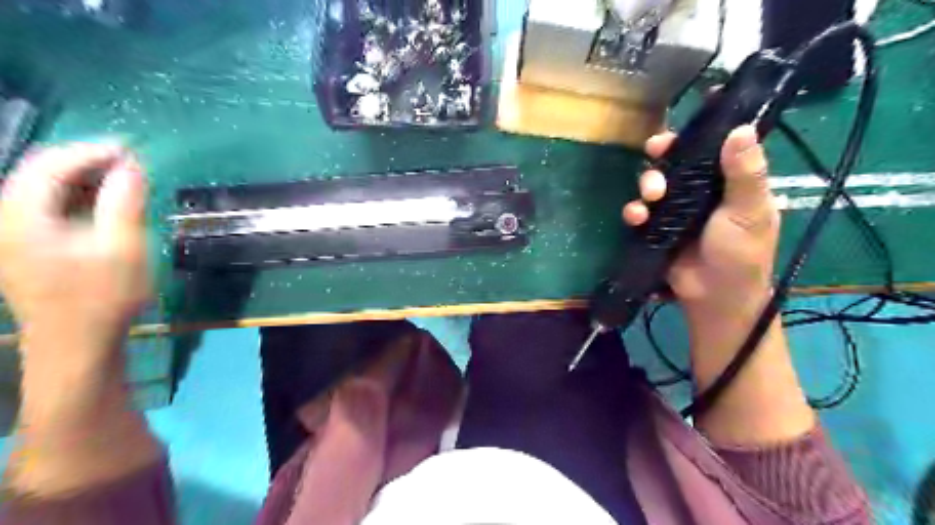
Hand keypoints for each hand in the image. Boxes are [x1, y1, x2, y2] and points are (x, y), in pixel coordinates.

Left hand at [0, 144, 146, 368]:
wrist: (75, 344)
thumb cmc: (103, 297)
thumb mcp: (123, 249)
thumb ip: (125, 203)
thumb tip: (131, 166)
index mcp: (21, 217)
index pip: (50, 165)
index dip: (91, 151)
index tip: (131, 149)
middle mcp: (4, 219)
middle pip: (38, 172)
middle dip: (86, 162)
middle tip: (130, 163)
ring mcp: (8, 234)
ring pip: (41, 189)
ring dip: (82, 179)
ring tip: (122, 181)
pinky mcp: (21, 247)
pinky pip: (44, 207)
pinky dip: (75, 198)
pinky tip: (103, 204)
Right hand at [624, 130, 816, 444]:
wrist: (714, 297)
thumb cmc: (741, 254)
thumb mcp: (750, 211)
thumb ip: (745, 173)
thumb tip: (741, 128)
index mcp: (730, 181)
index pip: (720, 144)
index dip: (709, 125)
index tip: (701, 102)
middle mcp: (702, 190)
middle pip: (679, 159)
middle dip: (665, 152)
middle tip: (656, 150)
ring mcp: (676, 209)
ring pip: (655, 181)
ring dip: (647, 183)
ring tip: (651, 197)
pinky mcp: (656, 228)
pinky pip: (640, 211)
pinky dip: (634, 211)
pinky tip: (637, 218)